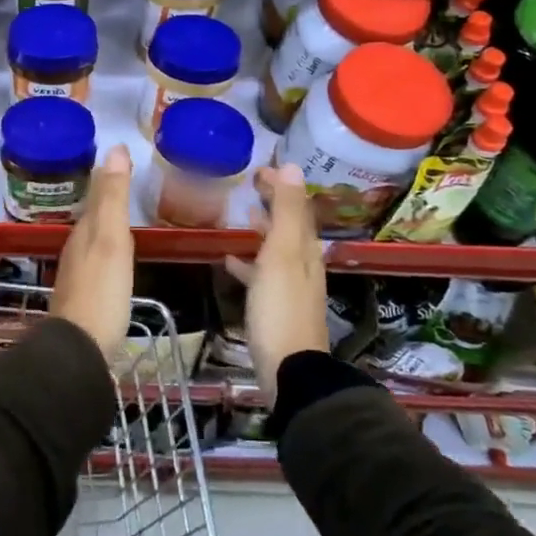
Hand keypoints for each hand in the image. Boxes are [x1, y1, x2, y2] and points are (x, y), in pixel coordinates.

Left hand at [49, 147, 135, 360]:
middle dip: (107, 202)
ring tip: (124, 222)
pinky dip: (107, 255)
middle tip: (127, 186)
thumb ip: (113, 197)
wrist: (79, 349)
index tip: (124, 162)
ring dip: (106, 229)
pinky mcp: (84, 300)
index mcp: (83, 233)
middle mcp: (76, 250)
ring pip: (93, 242)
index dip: (109, 180)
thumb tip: (115, 149)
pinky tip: (116, 265)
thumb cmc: (101, 291)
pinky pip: (97, 265)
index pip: (97, 198)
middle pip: (93, 219)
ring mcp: (78, 277)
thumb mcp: (111, 239)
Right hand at [224, 165, 329, 402]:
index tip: (259, 169)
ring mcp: (291, 287)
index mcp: (305, 249)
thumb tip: (293, 166)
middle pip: (289, 227)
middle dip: (273, 205)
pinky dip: (249, 262)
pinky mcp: (277, 307)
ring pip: (276, 249)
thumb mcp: (281, 253)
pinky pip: (263, 274)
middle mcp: (303, 265)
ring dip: (261, 231)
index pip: (297, 208)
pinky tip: (230, 261)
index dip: (281, 186)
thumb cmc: (280, 307)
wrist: (289, 369)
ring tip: (240, 219)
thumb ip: (285, 211)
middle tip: (249, 187)